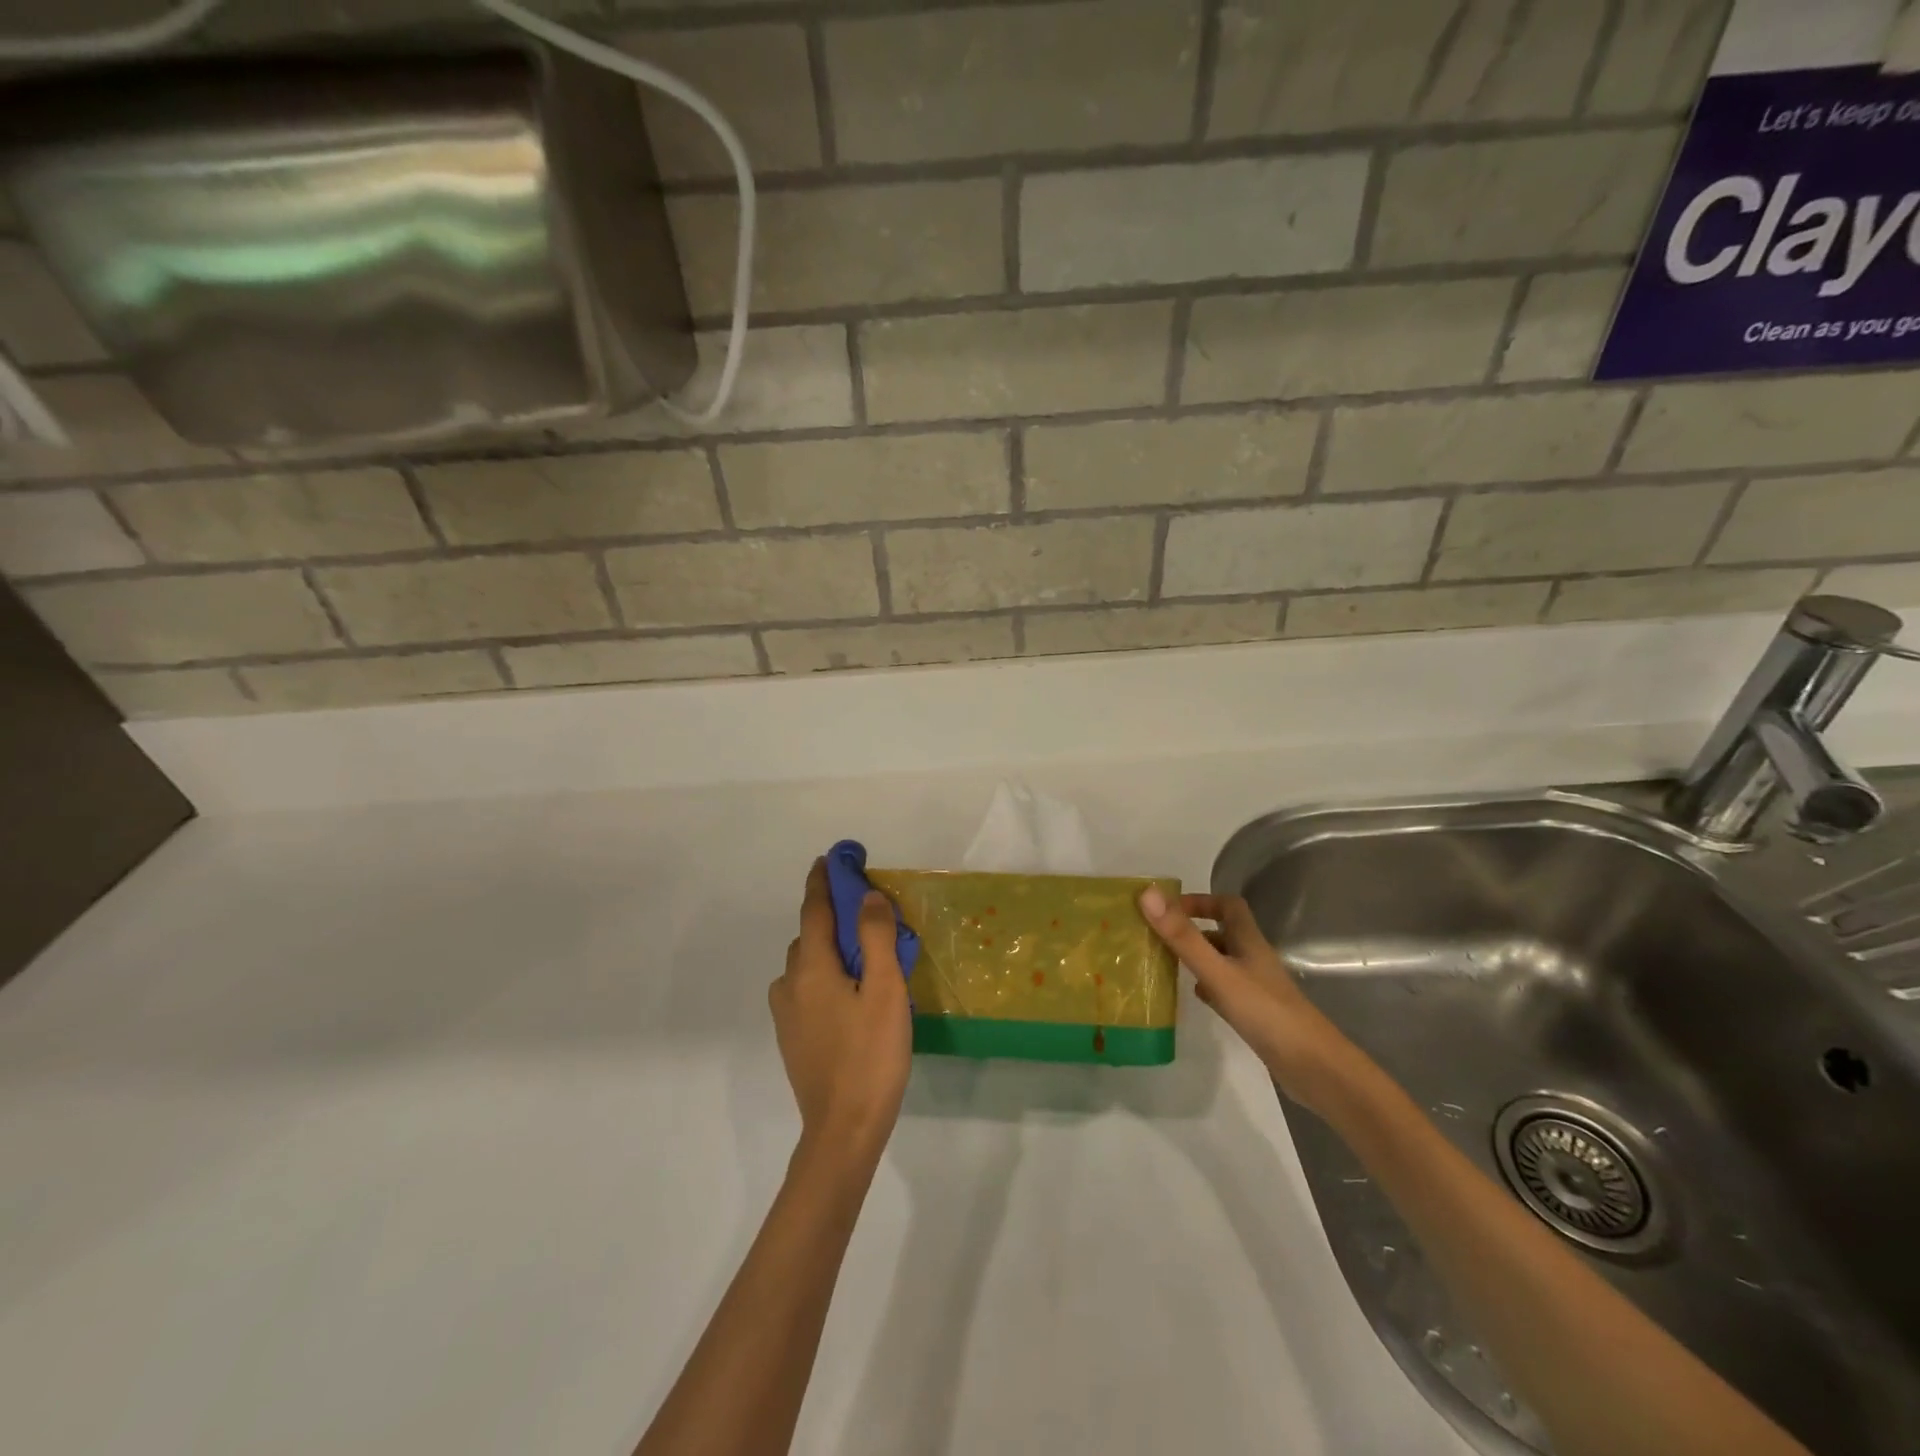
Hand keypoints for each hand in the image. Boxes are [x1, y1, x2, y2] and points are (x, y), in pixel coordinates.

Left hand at [771, 860, 911, 1165]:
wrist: (843, 1130)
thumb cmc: (870, 1056)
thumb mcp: (885, 991)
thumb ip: (876, 939)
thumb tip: (866, 897)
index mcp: (811, 969)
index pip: (814, 911)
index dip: (822, 882)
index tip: (829, 858)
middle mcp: (790, 985)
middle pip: (810, 937)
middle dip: (832, 917)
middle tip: (867, 913)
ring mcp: (787, 1014)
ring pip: (807, 965)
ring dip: (829, 949)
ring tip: (864, 956)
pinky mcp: (792, 1037)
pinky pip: (806, 989)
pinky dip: (825, 975)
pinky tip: (849, 994)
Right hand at [1138, 888, 1361, 1115]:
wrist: (1313, 1068)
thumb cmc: (1265, 1012)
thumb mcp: (1218, 971)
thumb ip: (1183, 937)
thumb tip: (1147, 894)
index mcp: (1248, 941)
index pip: (1228, 905)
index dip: (1201, 900)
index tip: (1169, 908)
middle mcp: (1253, 958)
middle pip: (1223, 932)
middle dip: (1192, 929)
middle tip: (1158, 936)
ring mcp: (1256, 987)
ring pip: (1222, 961)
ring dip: (1197, 957)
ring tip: (1165, 963)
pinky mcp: (1256, 1013)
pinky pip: (1226, 990)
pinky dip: (1207, 987)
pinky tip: (1194, 997)